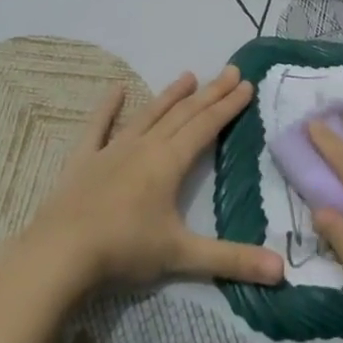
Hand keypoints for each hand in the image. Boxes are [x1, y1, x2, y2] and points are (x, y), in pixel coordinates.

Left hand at [7, 66, 282, 300]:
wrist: (60, 252)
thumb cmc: (124, 250)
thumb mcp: (182, 256)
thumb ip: (232, 261)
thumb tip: (282, 271)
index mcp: (168, 162)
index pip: (206, 127)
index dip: (228, 106)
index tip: (246, 84)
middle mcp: (144, 146)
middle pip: (182, 114)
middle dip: (209, 93)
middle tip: (230, 71)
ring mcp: (111, 150)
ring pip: (148, 115)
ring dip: (170, 95)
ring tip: (188, 75)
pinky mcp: (83, 159)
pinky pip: (98, 127)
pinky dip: (108, 108)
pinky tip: (115, 89)